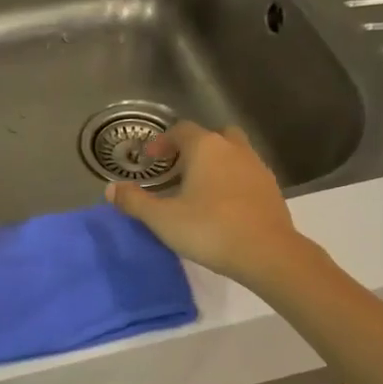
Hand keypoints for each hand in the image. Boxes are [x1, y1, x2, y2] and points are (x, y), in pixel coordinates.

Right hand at [105, 123, 306, 286]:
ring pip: (233, 154)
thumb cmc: (209, 229)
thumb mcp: (162, 218)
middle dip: (193, 148)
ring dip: (215, 164)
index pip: (181, 130)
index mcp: (206, 148)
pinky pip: (246, 175)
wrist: (267, 253)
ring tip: (198, 190)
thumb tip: (111, 188)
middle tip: (177, 169)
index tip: (149, 160)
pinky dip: (231, 182)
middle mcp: (234, 149)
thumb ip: (134, 201)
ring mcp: (257, 167)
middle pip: (212, 136)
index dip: (162, 142)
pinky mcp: (272, 189)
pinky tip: (221, 206)